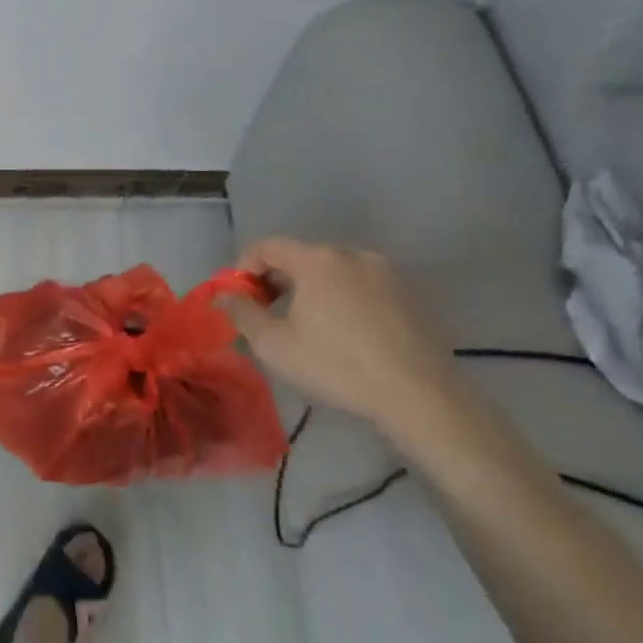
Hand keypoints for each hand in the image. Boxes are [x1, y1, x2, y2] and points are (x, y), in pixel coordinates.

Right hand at [217, 238, 467, 433]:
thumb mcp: (275, 345)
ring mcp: (384, 272)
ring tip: (304, 327)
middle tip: (266, 315)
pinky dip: (340, 299)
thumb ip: (241, 313)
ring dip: (309, 290)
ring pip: (331, 271)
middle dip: (275, 280)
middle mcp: (351, 254)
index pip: (266, 246)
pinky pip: (359, 286)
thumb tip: (223, 295)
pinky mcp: (408, 294)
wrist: (419, 396)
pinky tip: (342, 334)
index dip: (243, 268)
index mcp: (316, 260)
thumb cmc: (336, 366)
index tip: (239, 299)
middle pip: (299, 256)